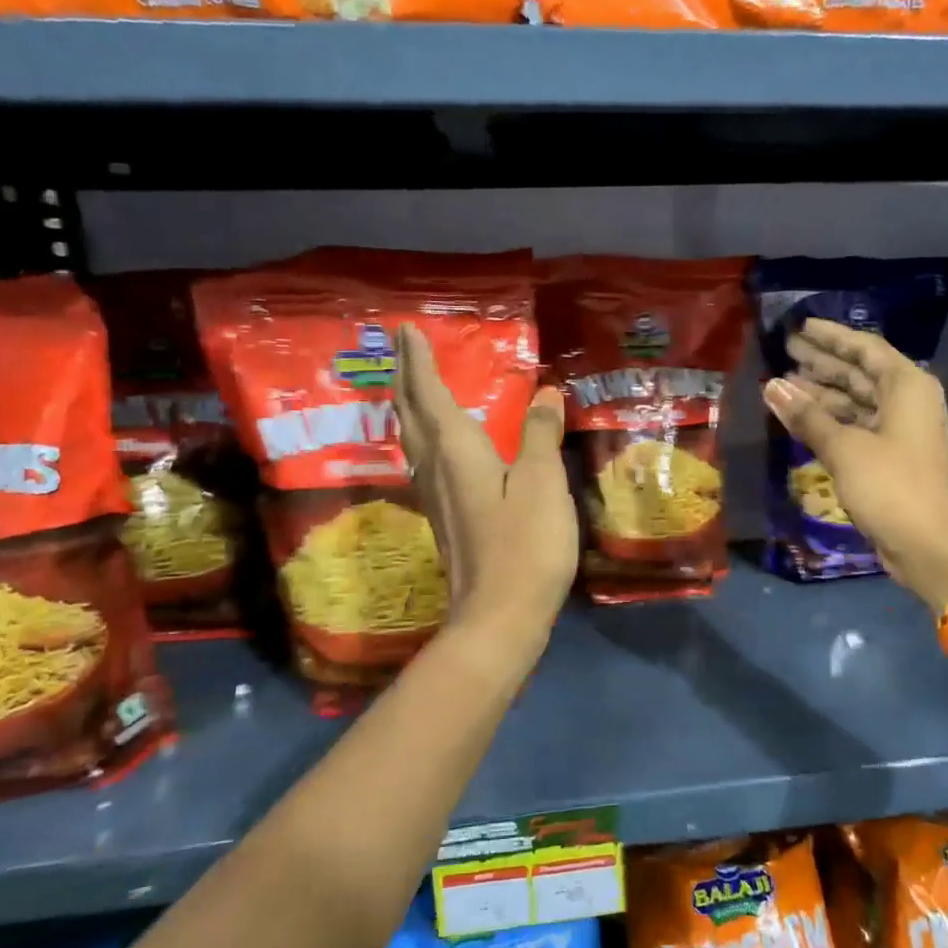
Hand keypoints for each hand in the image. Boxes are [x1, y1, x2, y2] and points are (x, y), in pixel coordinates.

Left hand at [393, 323, 577, 641]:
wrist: (498, 617)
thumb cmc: (525, 546)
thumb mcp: (543, 483)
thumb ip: (541, 435)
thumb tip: (545, 393)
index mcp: (456, 452)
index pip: (429, 394)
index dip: (419, 361)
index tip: (407, 330)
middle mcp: (436, 469)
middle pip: (410, 415)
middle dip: (404, 378)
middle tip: (402, 349)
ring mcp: (436, 497)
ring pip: (411, 440)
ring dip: (408, 407)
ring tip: (411, 387)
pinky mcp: (445, 519)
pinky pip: (424, 462)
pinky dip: (424, 437)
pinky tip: (436, 447)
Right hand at [764, 317, 947, 611]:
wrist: (931, 546)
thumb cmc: (892, 486)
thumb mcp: (845, 448)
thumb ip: (807, 416)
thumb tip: (771, 385)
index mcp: (907, 386)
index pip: (864, 348)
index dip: (831, 336)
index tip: (800, 327)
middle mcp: (906, 402)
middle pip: (859, 373)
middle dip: (822, 362)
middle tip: (784, 350)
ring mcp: (899, 432)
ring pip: (855, 402)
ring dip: (821, 394)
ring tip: (782, 384)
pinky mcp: (890, 459)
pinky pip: (855, 427)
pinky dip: (829, 422)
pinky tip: (800, 418)